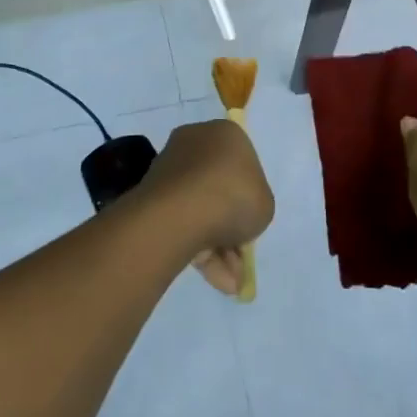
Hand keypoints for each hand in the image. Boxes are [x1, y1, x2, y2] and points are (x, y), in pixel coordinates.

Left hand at [139, 119, 273, 295]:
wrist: (182, 212)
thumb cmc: (234, 196)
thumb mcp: (265, 204)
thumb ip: (256, 205)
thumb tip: (236, 216)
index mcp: (225, 134)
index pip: (242, 161)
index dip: (249, 193)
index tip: (252, 218)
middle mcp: (195, 143)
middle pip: (219, 188)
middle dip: (231, 226)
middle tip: (241, 255)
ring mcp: (169, 169)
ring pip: (200, 210)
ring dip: (218, 247)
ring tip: (230, 282)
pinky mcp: (151, 196)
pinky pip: (181, 222)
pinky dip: (198, 250)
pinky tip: (216, 280)